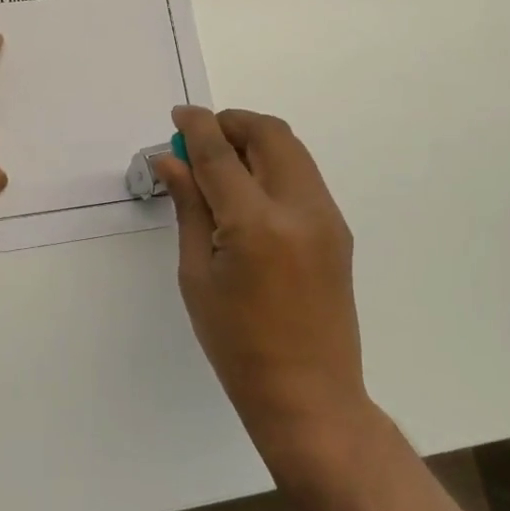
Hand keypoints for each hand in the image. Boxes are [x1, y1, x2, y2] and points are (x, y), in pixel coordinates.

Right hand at [155, 106, 365, 454]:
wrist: (309, 395)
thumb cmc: (237, 344)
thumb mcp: (197, 274)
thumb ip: (189, 206)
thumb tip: (171, 160)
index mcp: (256, 225)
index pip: (220, 153)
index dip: (197, 126)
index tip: (178, 115)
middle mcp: (299, 209)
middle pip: (269, 133)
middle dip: (231, 123)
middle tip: (201, 139)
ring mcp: (327, 217)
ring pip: (291, 148)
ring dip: (254, 139)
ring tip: (221, 163)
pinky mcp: (338, 229)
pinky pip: (302, 174)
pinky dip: (273, 163)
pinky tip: (248, 189)